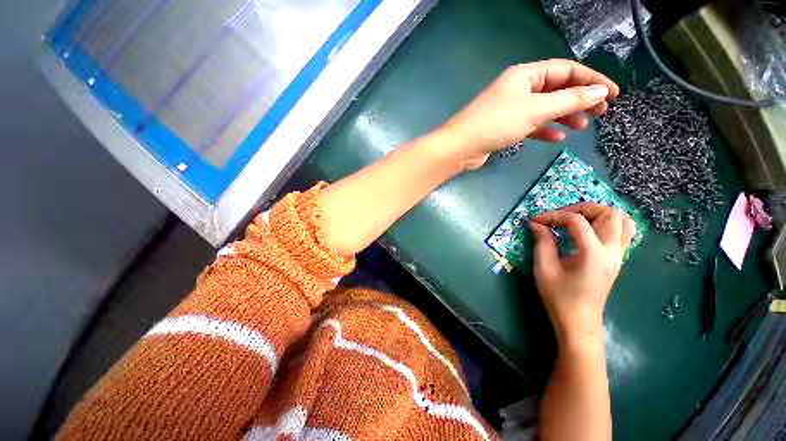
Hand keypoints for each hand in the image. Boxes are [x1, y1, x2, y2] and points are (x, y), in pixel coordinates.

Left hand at [437, 59, 618, 169]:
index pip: (566, 71)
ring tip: (582, 127)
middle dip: (579, 100)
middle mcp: (518, 88)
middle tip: (600, 113)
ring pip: (544, 109)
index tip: (613, 94)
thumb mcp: (535, 110)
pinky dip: (544, 130)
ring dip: (563, 116)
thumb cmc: (495, 124)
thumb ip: (568, 100)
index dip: (592, 80)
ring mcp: (510, 109)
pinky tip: (557, 138)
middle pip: (556, 89)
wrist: (460, 147)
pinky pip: (530, 125)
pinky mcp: (504, 127)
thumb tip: (600, 92)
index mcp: (525, 75)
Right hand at [529, 203, 634, 344]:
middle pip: (608, 213)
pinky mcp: (617, 259)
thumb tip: (536, 223)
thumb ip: (542, 242)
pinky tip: (588, 230)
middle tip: (559, 217)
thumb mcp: (544, 268)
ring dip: (598, 213)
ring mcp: (618, 255)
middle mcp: (612, 251)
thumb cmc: (559, 297)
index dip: (553, 215)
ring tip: (575, 220)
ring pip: (622, 220)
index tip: (535, 220)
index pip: (576, 221)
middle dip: (581, 208)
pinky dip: (607, 223)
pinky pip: (623, 232)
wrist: (579, 321)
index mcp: (593, 254)